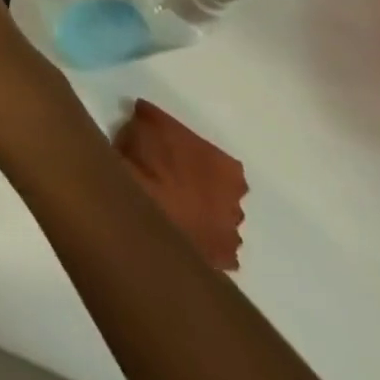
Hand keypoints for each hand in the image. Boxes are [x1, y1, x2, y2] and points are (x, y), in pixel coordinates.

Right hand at [117, 100, 247, 271]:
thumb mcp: (143, 124)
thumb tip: (147, 115)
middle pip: (220, 192)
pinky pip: (209, 250)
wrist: (142, 215)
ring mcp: (230, 237)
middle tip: (170, 182)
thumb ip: (152, 120)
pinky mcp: (218, 264)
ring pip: (217, 222)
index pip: (215, 159)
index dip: (191, 156)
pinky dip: (196, 243)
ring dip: (200, 216)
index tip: (170, 154)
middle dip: (201, 188)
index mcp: (227, 168)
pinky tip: (175, 234)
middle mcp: (237, 203)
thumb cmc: (147, 163)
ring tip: (171, 211)